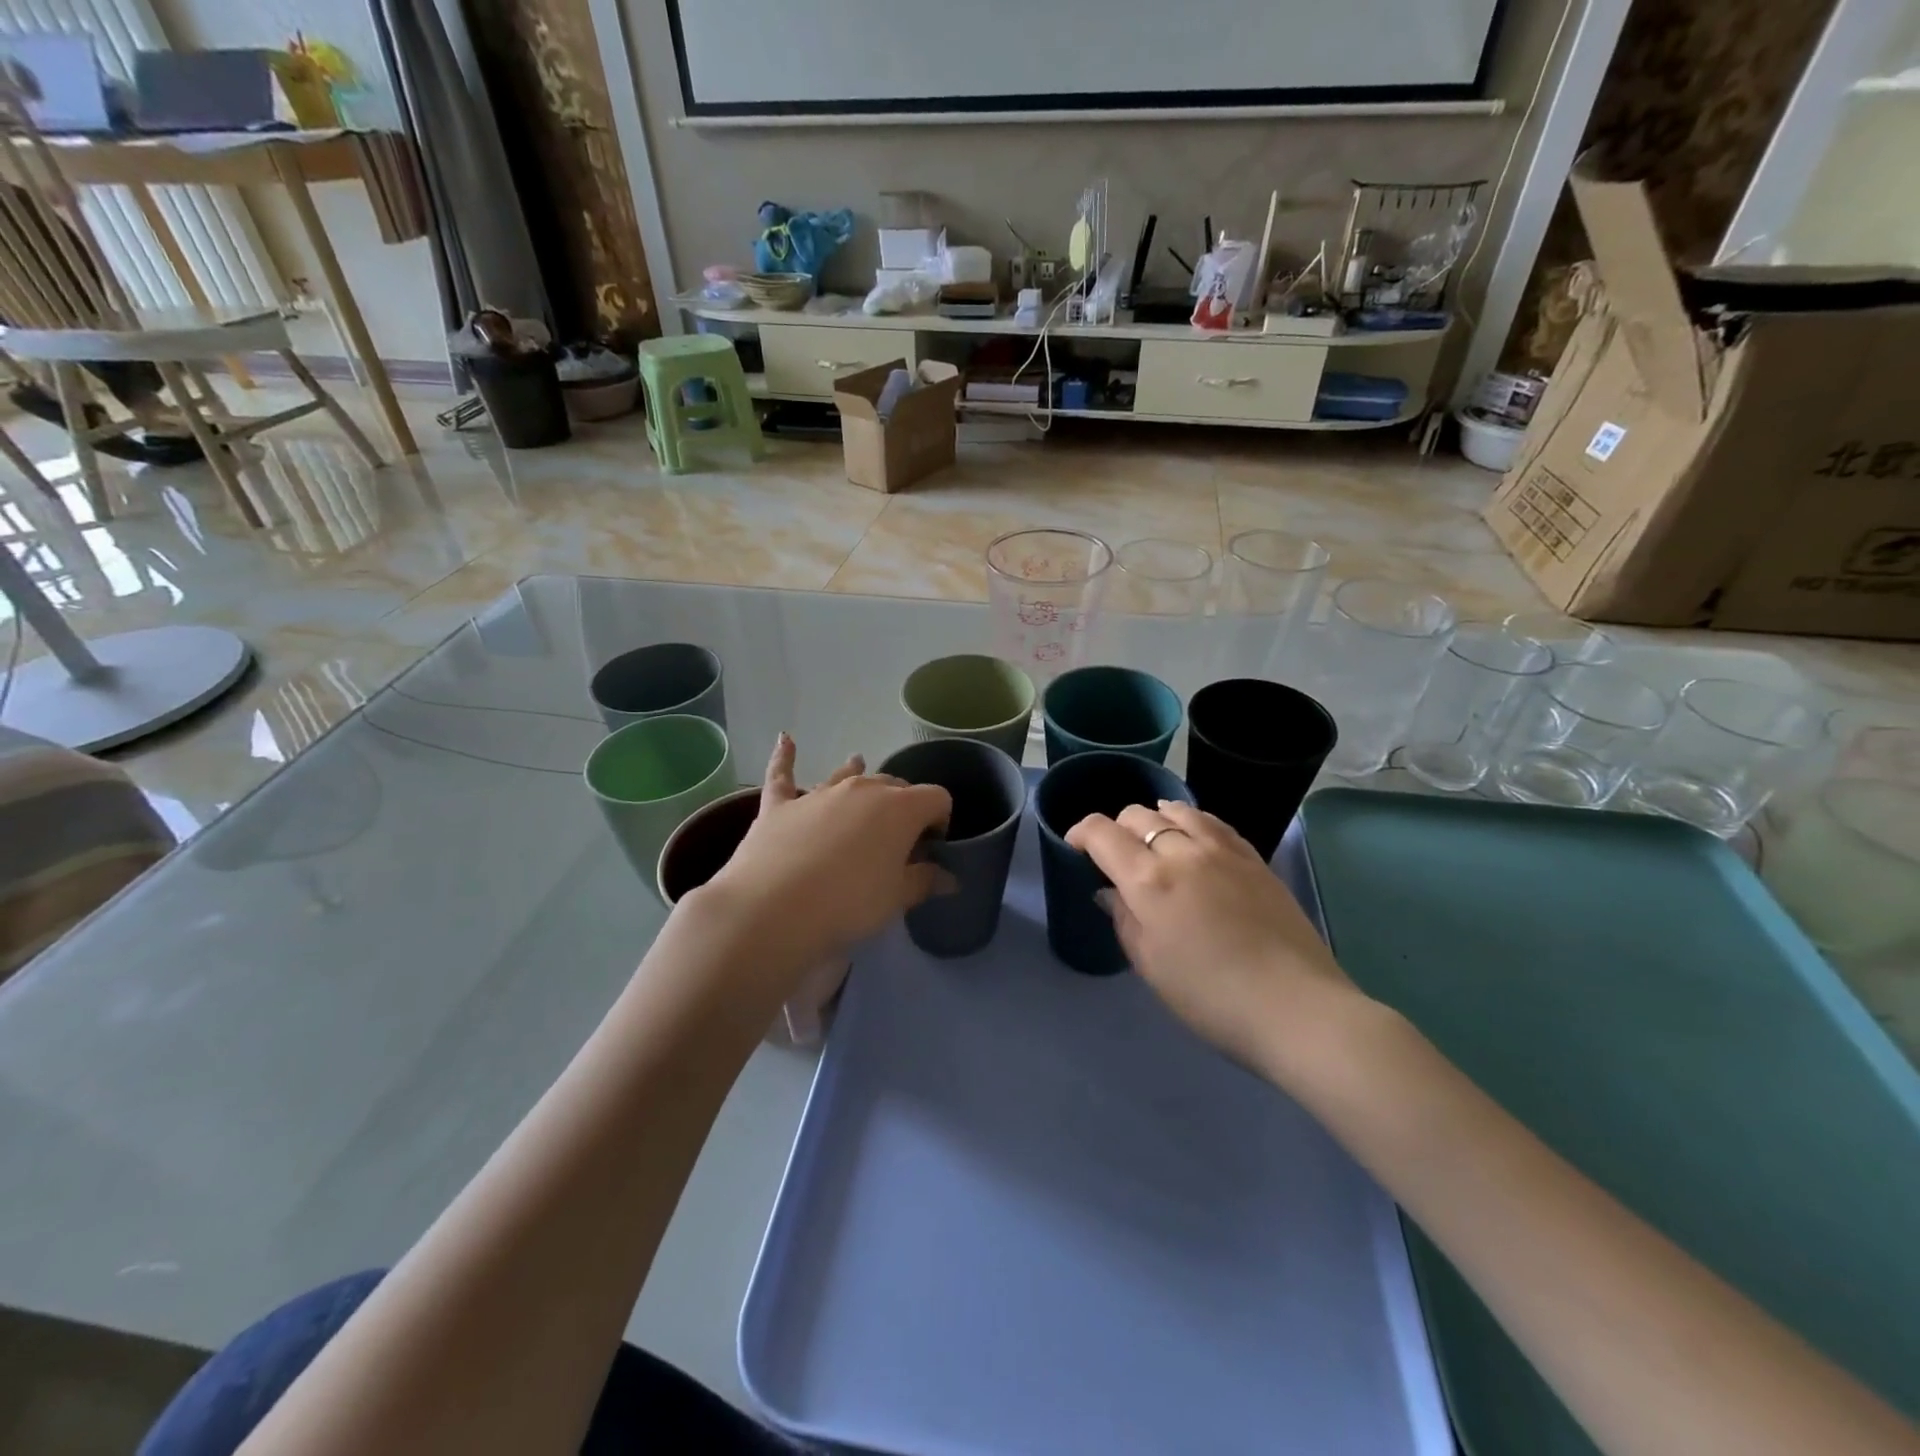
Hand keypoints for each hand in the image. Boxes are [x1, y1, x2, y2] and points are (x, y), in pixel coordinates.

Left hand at [700, 734, 952, 979]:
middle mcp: (863, 789)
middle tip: (898, 837)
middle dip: (903, 804)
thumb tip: (949, 877)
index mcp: (901, 808)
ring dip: (856, 771)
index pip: (936, 798)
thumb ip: (924, 881)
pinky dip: (785, 756)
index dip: (940, 820)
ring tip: (859, 764)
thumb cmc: (849, 903)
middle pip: (894, 784)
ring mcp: (819, 793)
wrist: (773, 908)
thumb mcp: (896, 899)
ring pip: (846, 774)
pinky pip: (782, 774)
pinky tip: (785, 739)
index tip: (932, 846)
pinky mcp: (780, 805)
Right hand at [1066, 800, 1358, 1077]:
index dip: (1081, 833)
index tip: (1076, 847)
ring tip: (1155, 840)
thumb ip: (1124, 919)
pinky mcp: (1254, 858)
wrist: (1295, 1008)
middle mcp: (1182, 852)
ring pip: (1177, 809)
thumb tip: (1110, 892)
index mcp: (1148, 880)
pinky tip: (1194, 838)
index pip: (1102, 832)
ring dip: (1156, 819)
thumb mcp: (1150, 965)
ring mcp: (1223, 850)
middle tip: (1118, 857)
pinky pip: (1214, 822)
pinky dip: (1192, 822)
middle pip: (1138, 815)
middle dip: (1117, 829)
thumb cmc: (1210, 998)